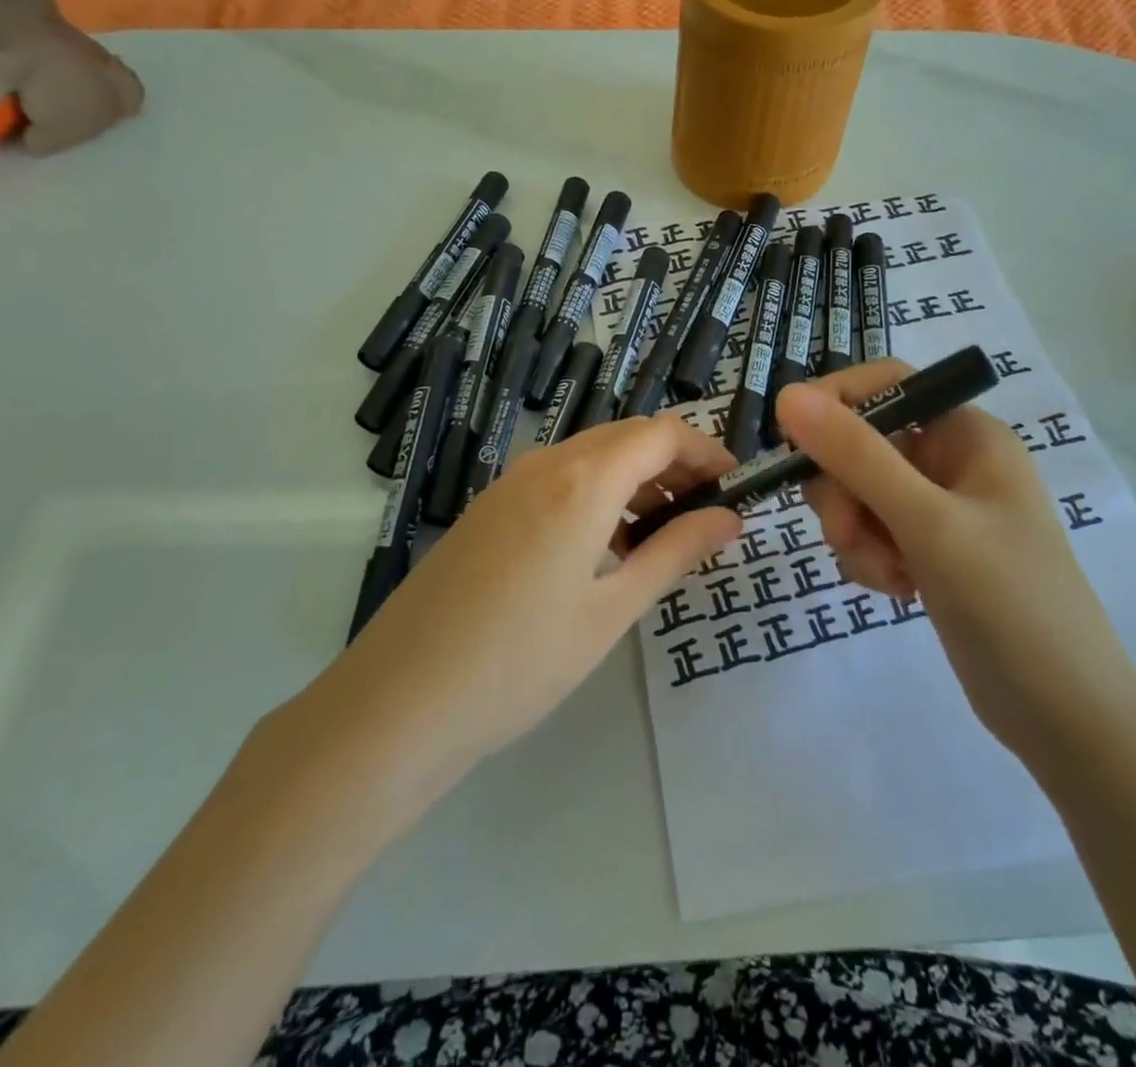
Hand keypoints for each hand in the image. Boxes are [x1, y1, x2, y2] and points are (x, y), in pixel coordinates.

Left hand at [311, 417, 741, 795]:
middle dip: (674, 464)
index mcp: (582, 480)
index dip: (706, 450)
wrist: (400, 701)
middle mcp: (544, 464)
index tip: (735, 485)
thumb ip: (674, 553)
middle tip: (706, 512)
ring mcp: (508, 484)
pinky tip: (603, 546)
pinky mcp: (487, 509)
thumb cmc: (521, 661)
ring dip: (634, 479)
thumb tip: (728, 519)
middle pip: (626, 438)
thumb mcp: (611, 610)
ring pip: (590, 457)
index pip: (662, 434)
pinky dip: (596, 493)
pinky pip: (557, 479)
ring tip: (661, 534)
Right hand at [777, 362, 1135, 759]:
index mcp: (967, 434)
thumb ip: (856, 456)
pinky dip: (868, 557)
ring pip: (856, 491)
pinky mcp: (925, 549)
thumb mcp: (928, 523)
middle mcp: (950, 460)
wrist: (1065, 718)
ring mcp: (937, 508)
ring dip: (854, 531)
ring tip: (887, 575)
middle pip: (860, 442)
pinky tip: (897, 590)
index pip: (885, 383)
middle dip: (842, 490)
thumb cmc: (1010, 604)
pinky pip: (868, 531)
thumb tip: (787, 395)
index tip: (791, 441)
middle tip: (849, 533)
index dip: (833, 401)